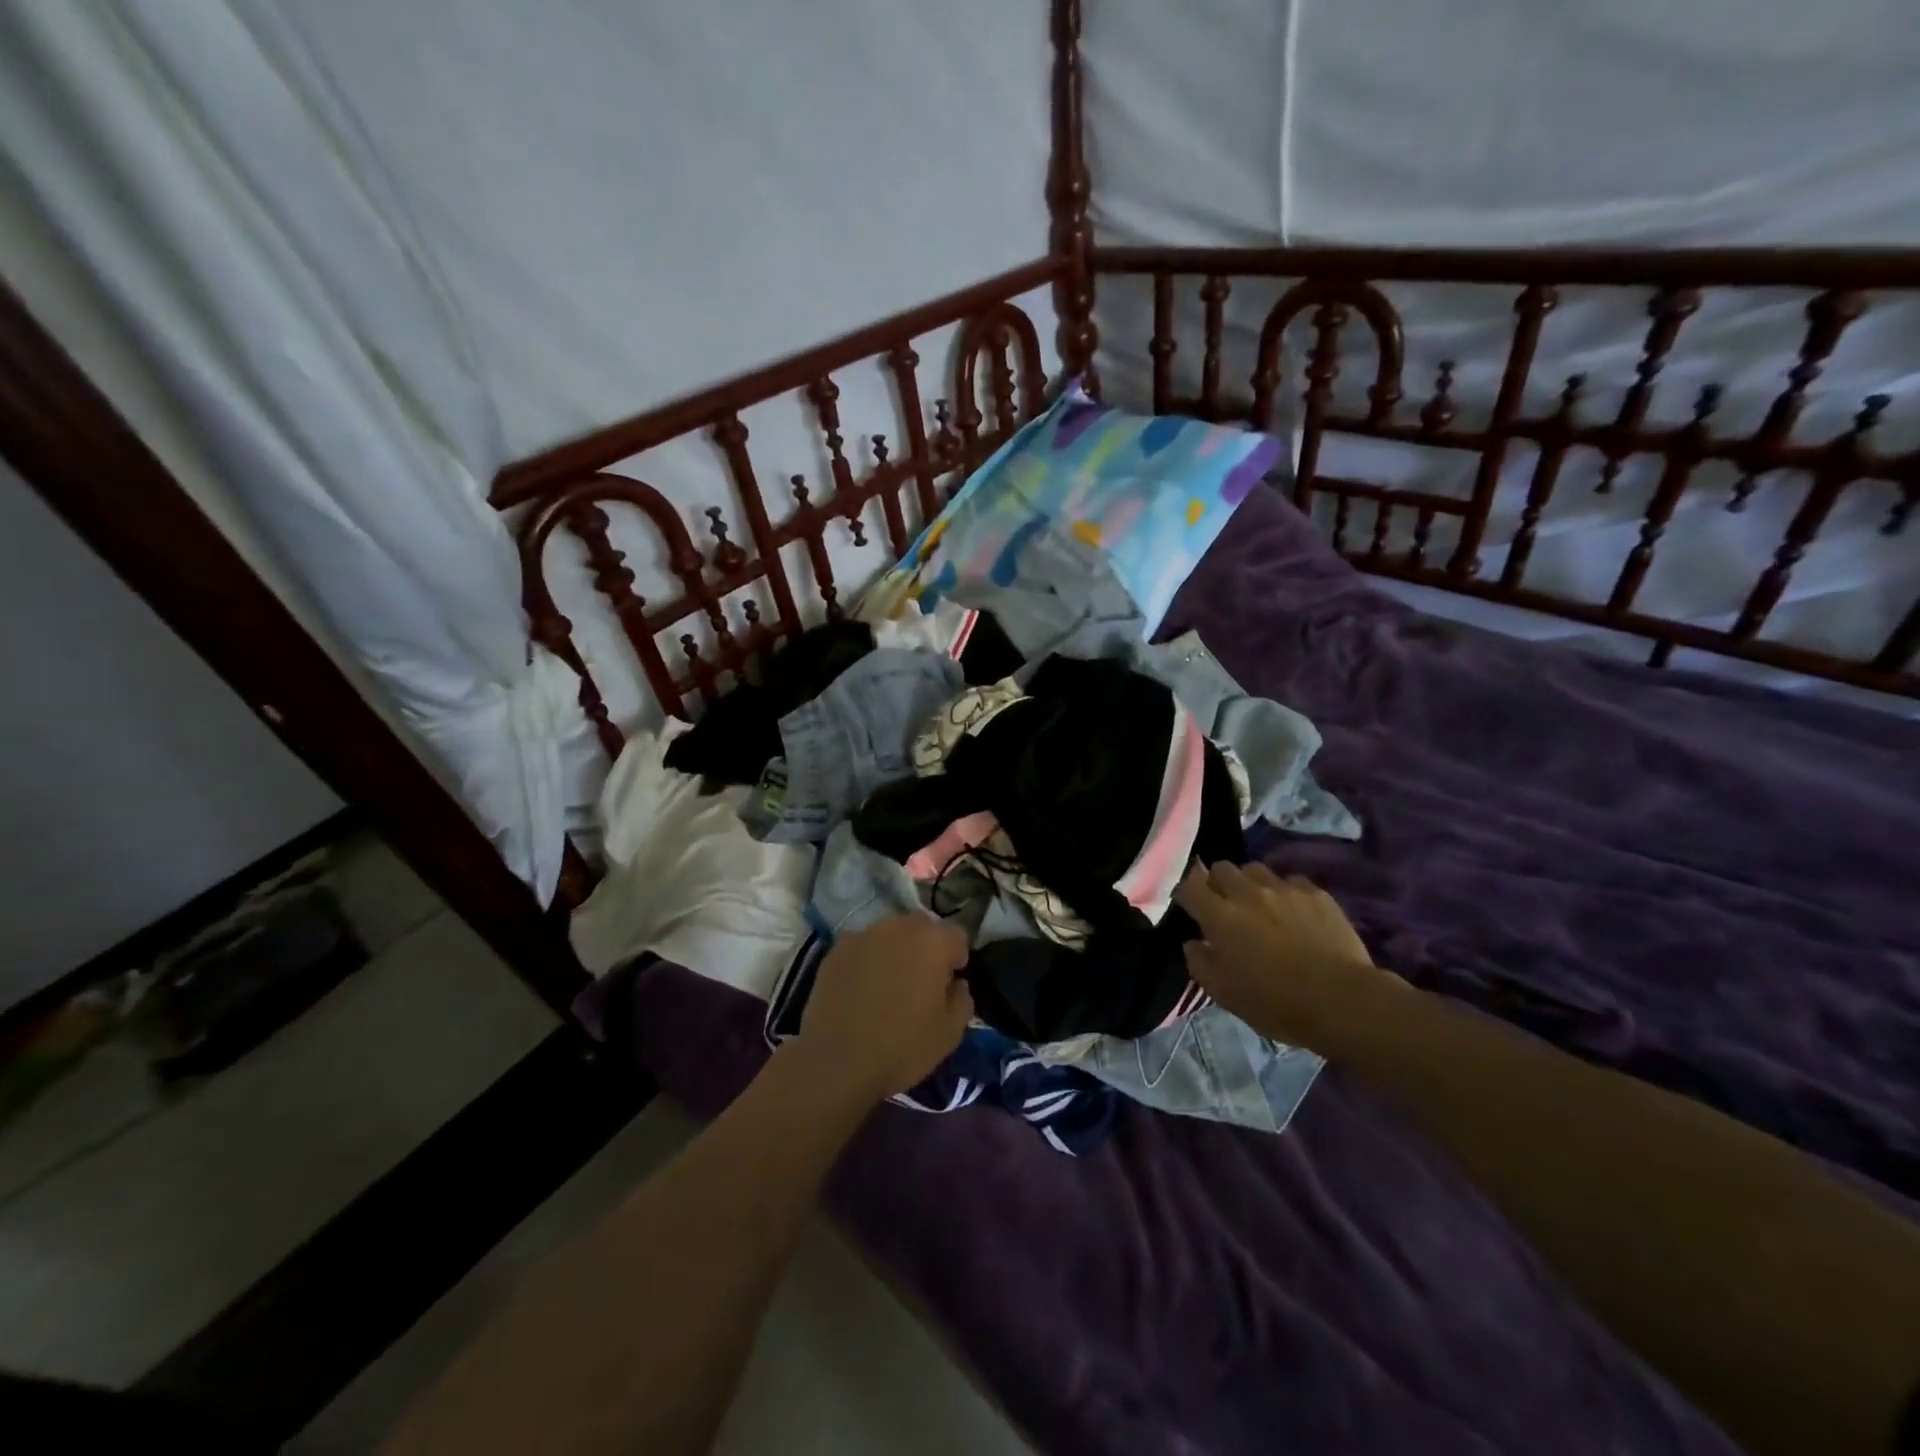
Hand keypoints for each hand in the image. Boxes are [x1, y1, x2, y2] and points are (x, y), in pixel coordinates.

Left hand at [793, 914, 972, 1102]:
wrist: (838, 1061)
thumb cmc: (903, 1047)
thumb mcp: (950, 1033)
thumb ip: (962, 999)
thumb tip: (957, 984)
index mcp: (933, 942)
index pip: (957, 937)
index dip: (956, 960)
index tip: (948, 985)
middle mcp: (900, 927)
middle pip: (922, 927)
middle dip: (926, 948)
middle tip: (920, 981)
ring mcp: (864, 935)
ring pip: (889, 934)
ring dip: (895, 950)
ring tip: (887, 983)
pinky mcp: (836, 949)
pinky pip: (862, 947)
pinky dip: (866, 960)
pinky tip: (860, 988)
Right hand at [1174, 862, 1386, 1050]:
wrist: (1342, 1000)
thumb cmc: (1275, 1002)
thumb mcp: (1224, 993)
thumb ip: (1200, 963)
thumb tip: (1193, 942)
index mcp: (1220, 916)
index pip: (1189, 886)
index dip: (1186, 893)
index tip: (1190, 906)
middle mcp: (1247, 893)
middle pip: (1222, 868)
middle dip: (1218, 882)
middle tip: (1225, 905)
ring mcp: (1284, 889)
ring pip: (1255, 869)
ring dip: (1250, 883)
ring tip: (1259, 904)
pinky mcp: (1316, 893)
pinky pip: (1291, 881)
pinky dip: (1285, 892)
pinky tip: (1294, 912)